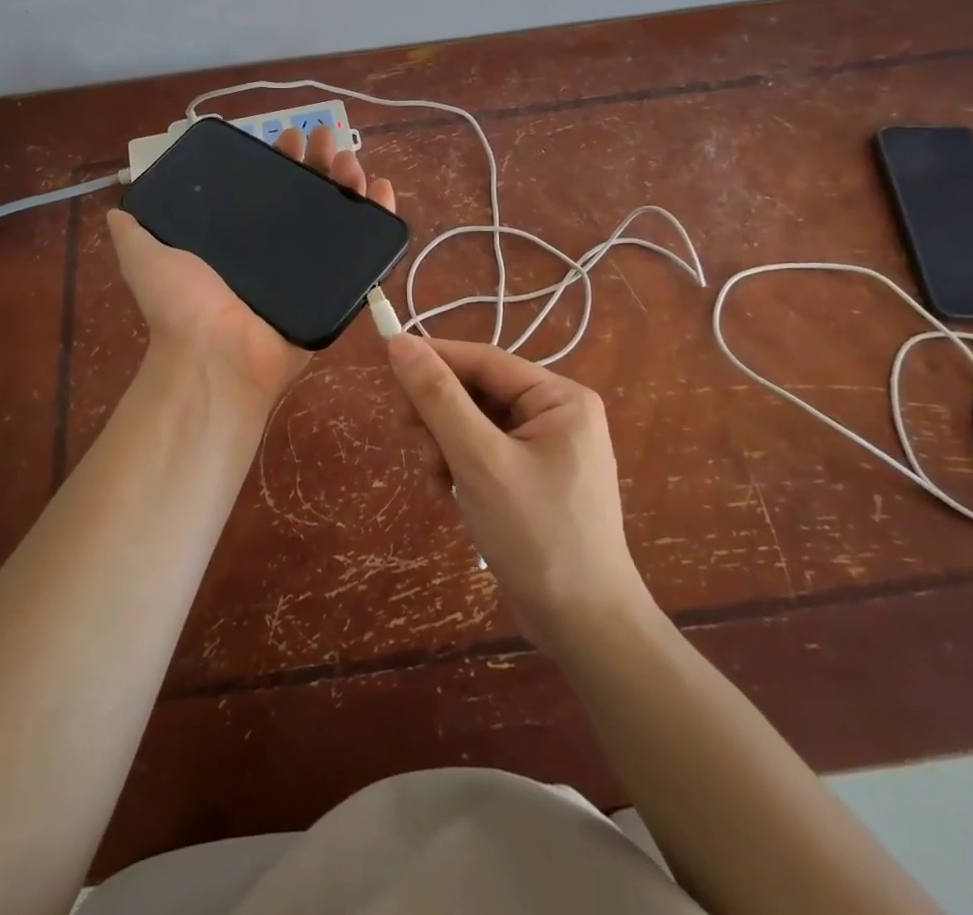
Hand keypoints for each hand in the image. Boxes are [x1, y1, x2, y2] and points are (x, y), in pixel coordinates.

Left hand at [107, 124, 396, 411]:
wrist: (216, 357)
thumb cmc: (182, 305)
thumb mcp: (144, 257)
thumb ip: (133, 231)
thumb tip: (116, 207)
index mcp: (240, 239)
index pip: (266, 189)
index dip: (280, 160)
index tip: (289, 136)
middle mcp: (276, 251)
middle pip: (307, 196)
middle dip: (319, 163)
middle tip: (327, 139)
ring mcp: (309, 270)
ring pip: (337, 216)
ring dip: (348, 182)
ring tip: (352, 161)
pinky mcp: (337, 290)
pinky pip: (364, 252)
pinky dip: (378, 218)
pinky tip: (382, 189)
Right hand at [385, 335, 652, 652]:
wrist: (584, 629)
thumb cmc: (537, 535)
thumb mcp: (479, 460)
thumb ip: (438, 398)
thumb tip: (400, 342)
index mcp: (560, 398)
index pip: (484, 360)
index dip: (435, 358)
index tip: (388, 362)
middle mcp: (557, 414)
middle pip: (478, 392)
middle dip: (440, 416)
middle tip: (412, 441)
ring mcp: (547, 449)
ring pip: (475, 424)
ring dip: (445, 446)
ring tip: (436, 482)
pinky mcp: (533, 479)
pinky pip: (484, 453)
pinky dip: (460, 468)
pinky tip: (449, 496)